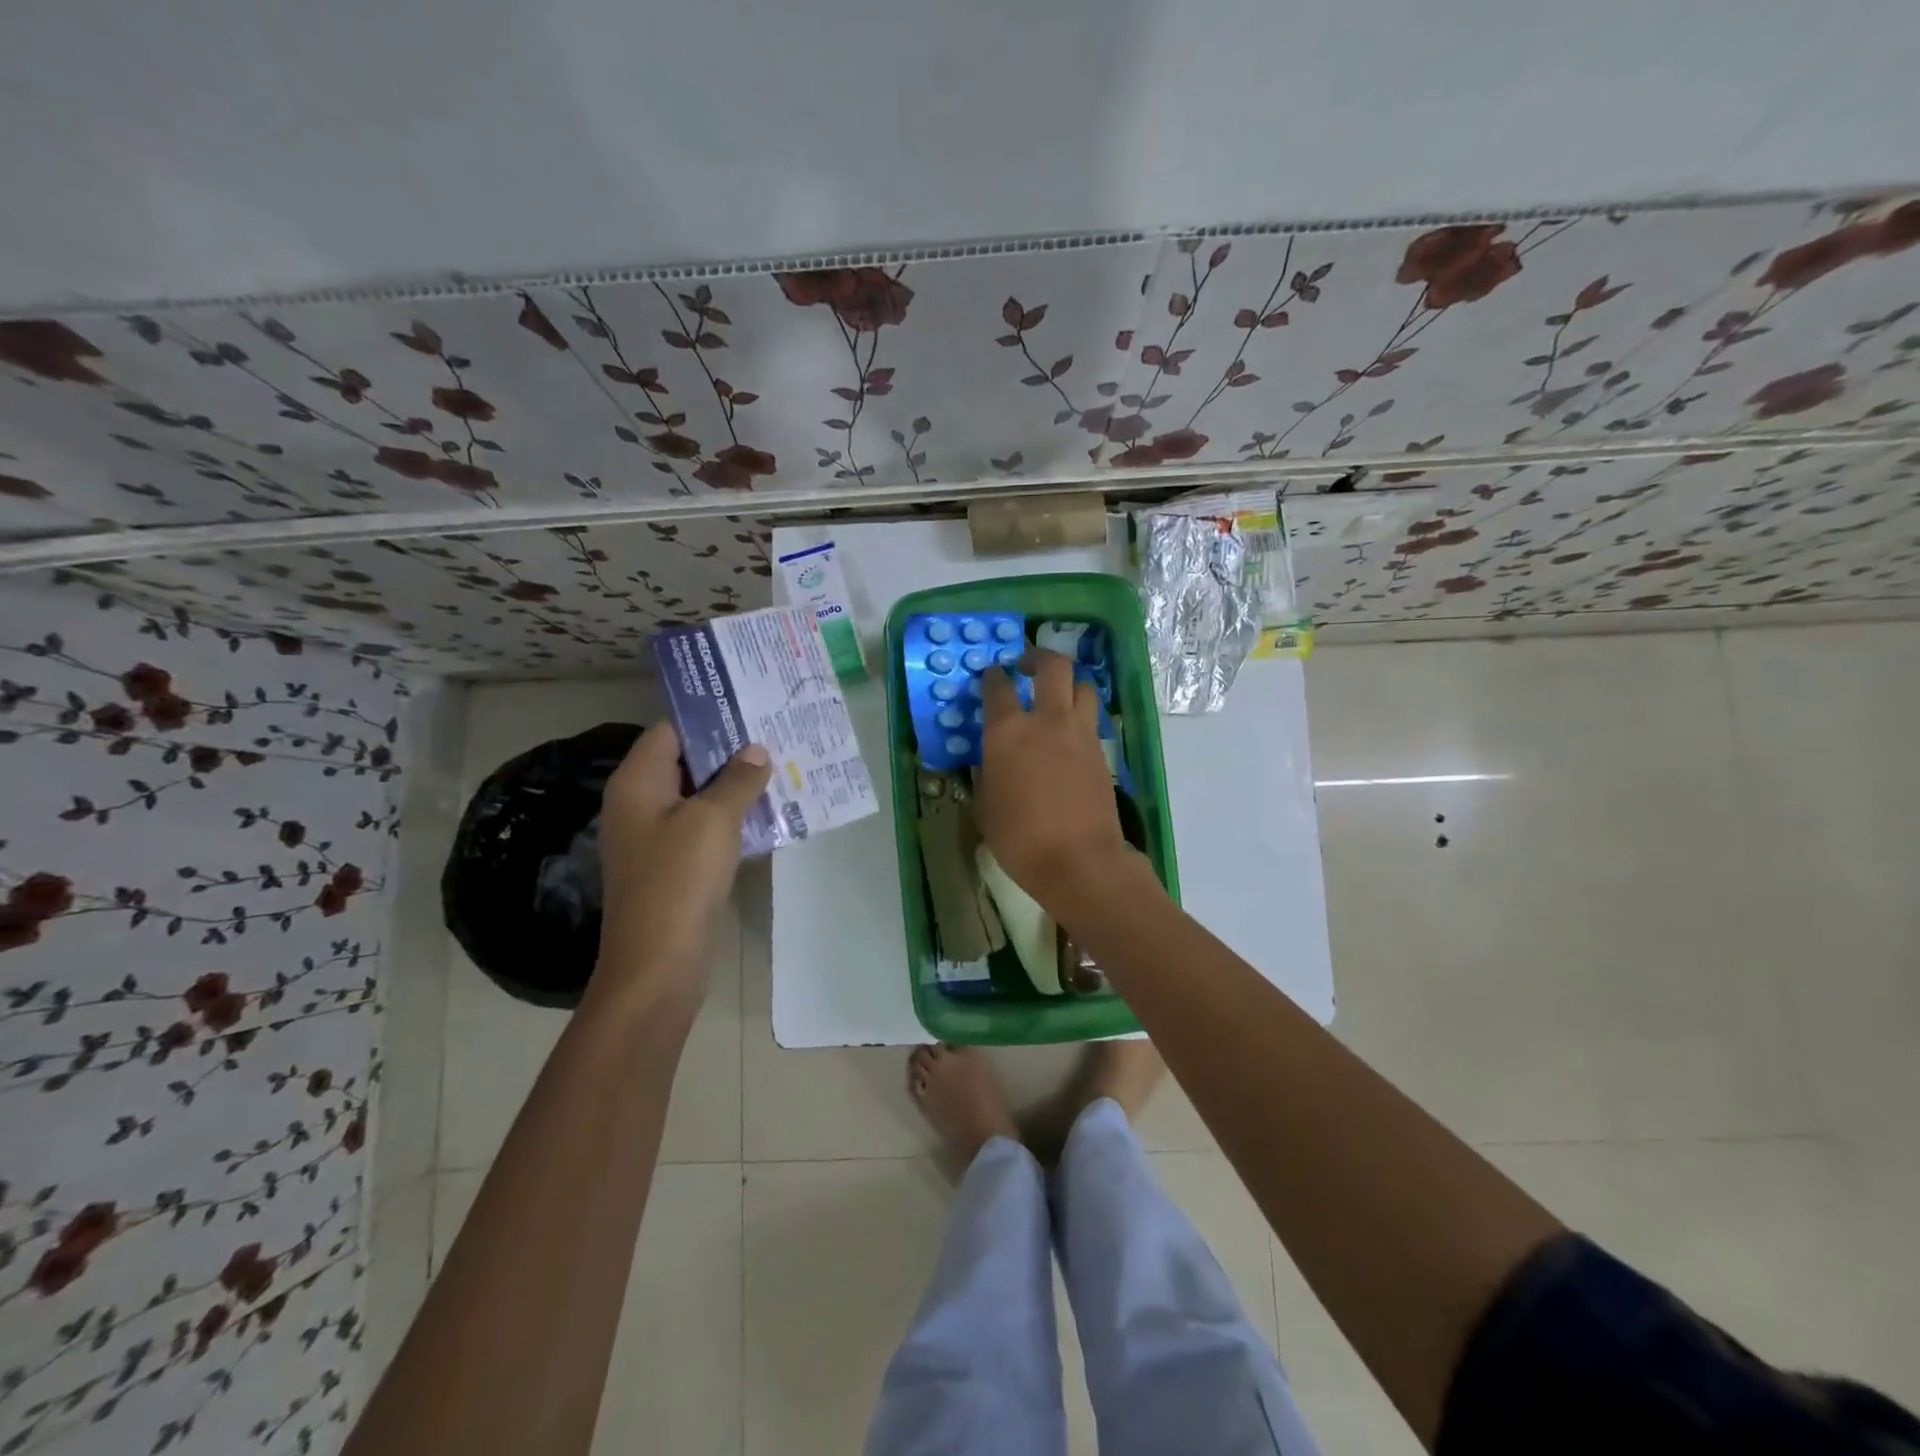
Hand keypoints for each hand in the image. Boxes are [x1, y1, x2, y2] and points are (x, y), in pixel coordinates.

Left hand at [592, 723, 770, 1014]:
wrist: (659, 963)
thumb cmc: (679, 879)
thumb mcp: (714, 819)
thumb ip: (738, 779)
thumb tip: (756, 751)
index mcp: (637, 782)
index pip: (670, 731)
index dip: (709, 718)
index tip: (751, 709)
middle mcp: (640, 803)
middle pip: (686, 762)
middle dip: (730, 751)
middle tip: (776, 737)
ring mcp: (655, 837)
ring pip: (699, 797)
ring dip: (735, 786)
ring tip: (781, 770)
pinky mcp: (673, 865)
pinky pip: (704, 828)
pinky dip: (731, 818)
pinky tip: (768, 815)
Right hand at [977, 648, 1136, 915]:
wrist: (1078, 860)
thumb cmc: (1019, 838)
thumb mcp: (985, 807)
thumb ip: (986, 775)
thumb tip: (990, 764)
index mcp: (1008, 731)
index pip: (997, 687)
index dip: (992, 677)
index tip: (990, 677)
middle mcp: (1046, 720)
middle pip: (1052, 666)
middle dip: (1038, 657)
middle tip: (1026, 665)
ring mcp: (1080, 733)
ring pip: (1082, 686)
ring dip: (1068, 683)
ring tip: (1056, 695)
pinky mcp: (1101, 751)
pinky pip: (1092, 718)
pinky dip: (1081, 715)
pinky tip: (1069, 733)